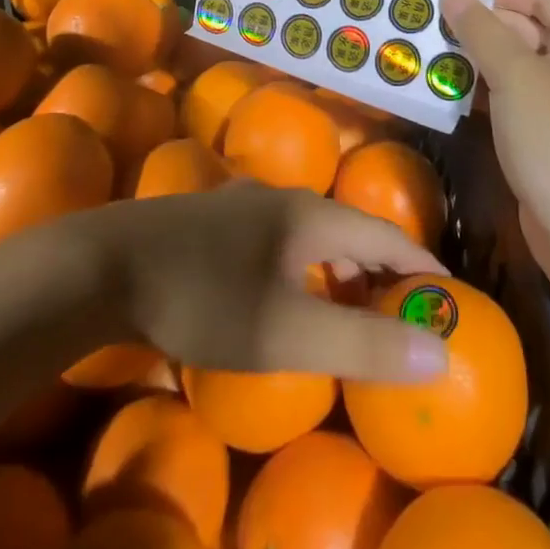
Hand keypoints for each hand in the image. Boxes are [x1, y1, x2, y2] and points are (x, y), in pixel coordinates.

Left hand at [84, 181, 451, 380]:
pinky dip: (297, 262)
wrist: (104, 266)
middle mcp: (279, 197)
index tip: (446, 289)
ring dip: (334, 263)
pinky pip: (274, 237)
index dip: (417, 260)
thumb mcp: (286, 332)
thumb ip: (361, 342)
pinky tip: (279, 287)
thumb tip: (438, 351)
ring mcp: (239, 204)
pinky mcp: (207, 220)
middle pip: (344, 226)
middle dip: (376, 265)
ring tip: (344, 298)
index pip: (381, 231)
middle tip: (396, 305)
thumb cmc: (203, 296)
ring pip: (305, 229)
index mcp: (307, 214)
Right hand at [440, 0, 549, 279]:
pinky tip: (446, 88)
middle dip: (481, 24)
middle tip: (432, 22)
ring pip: (516, 62)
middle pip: (528, 27)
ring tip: (430, 51)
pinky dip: (483, 88)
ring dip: (476, 56)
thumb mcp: (514, 76)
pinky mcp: (549, 130)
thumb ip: (481, 31)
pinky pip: (513, 94)